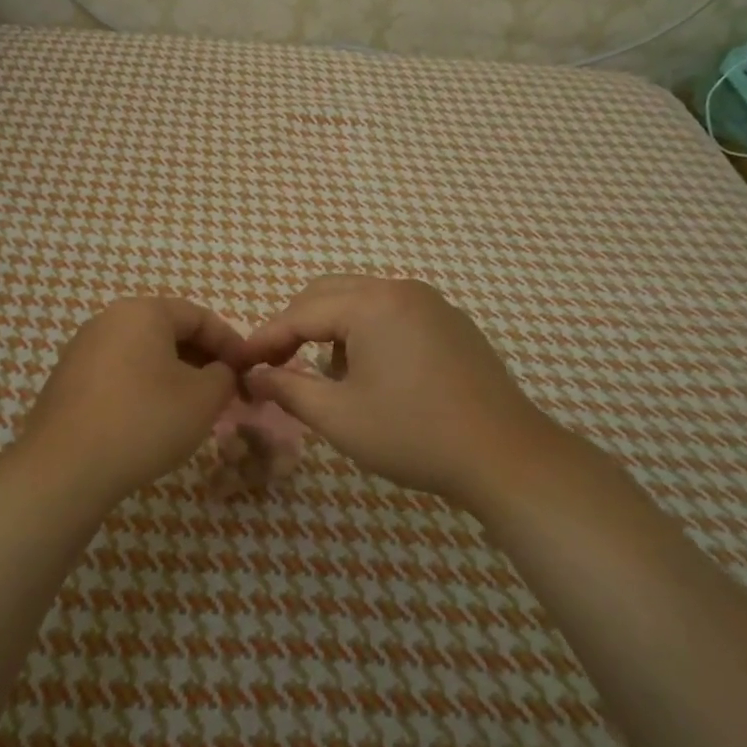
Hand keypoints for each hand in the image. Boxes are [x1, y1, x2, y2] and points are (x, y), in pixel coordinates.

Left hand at [17, 297, 244, 500]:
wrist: (65, 468)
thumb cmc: (145, 421)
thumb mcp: (204, 398)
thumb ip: (224, 376)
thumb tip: (220, 372)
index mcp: (143, 311)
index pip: (199, 316)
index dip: (230, 342)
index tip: (248, 371)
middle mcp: (108, 320)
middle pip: (168, 331)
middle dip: (201, 358)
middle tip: (223, 390)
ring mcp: (82, 349)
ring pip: (142, 353)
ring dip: (173, 374)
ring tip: (192, 408)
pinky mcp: (67, 380)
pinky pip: (118, 373)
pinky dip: (143, 387)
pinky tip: (152, 420)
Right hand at [236, 277, 566, 508]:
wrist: (505, 456)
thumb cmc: (414, 435)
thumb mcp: (340, 417)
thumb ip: (289, 390)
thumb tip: (256, 376)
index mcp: (372, 304)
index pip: (301, 312)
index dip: (266, 338)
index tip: (240, 363)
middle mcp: (401, 290)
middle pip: (329, 294)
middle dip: (295, 325)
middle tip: (274, 363)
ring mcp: (431, 303)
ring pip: (361, 301)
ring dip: (331, 328)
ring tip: (324, 374)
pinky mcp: (451, 323)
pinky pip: (392, 313)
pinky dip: (365, 332)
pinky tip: (369, 372)